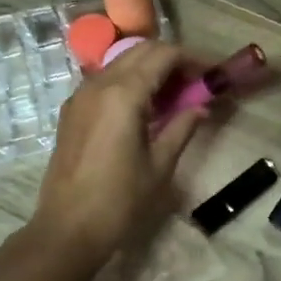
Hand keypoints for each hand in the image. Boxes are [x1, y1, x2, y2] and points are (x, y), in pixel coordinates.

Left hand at [31, 40, 204, 266]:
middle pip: (141, 51)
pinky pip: (105, 81)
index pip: (163, 55)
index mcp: (123, 94)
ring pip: (121, 63)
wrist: (67, 230)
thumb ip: (182, 128)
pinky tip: (146, 108)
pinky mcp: (72, 111)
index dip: (192, 59)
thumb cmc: (119, 201)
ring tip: (176, 95)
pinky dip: (130, 82)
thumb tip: (201, 108)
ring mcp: (80, 96)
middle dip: (172, 59)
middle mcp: (98, 84)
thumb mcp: (160, 165)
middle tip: (197, 82)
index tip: (213, 73)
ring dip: (150, 69)